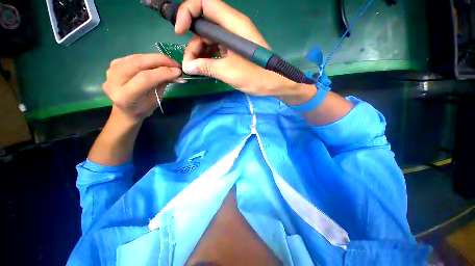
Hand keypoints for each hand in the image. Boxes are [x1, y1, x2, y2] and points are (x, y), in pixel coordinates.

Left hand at [102, 54, 181, 122]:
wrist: (126, 109)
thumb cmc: (143, 108)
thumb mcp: (156, 99)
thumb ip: (162, 84)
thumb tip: (175, 72)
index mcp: (125, 96)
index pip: (145, 78)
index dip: (163, 72)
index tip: (178, 71)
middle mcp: (114, 81)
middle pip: (139, 63)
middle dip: (160, 61)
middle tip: (175, 64)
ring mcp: (112, 70)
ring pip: (137, 58)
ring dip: (156, 58)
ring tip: (169, 63)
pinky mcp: (114, 64)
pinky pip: (134, 57)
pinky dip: (148, 58)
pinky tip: (157, 63)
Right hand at [175, 0, 315, 104]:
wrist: (273, 84)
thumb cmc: (256, 77)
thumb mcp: (229, 72)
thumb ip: (207, 67)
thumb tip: (188, 67)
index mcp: (234, 25)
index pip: (205, 4)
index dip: (187, 12)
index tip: (179, 32)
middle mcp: (232, 28)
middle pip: (204, 26)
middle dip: (193, 44)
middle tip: (189, 64)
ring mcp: (233, 40)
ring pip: (209, 40)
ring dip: (199, 54)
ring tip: (196, 70)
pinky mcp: (234, 51)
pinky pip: (216, 49)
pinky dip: (208, 58)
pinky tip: (205, 68)